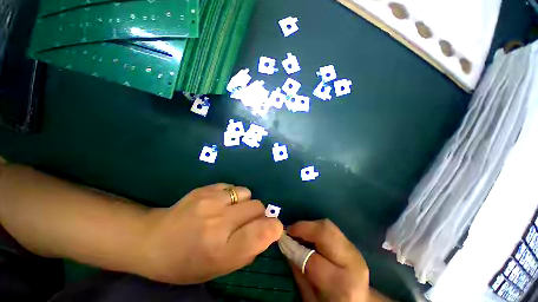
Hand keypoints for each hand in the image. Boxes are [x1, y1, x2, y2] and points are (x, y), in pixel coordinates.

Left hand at [140, 184, 282, 284]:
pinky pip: (232, 187)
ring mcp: (210, 201)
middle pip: (258, 206)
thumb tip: (267, 231)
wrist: (153, 240)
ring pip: (247, 193)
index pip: (263, 232)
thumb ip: (249, 250)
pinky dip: (232, 195)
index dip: (274, 228)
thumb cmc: (186, 263)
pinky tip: (219, 204)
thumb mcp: (220, 269)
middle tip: (246, 222)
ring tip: (231, 211)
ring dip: (245, 202)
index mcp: (222, 250)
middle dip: (259, 214)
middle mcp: (218, 222)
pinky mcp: (205, 188)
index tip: (272, 228)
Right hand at [288, 219, 386, 301]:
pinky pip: (331, 228)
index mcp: (341, 284)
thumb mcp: (310, 297)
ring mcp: (354, 250)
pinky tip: (310, 235)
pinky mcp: (352, 244)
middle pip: (325, 232)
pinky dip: (316, 227)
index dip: (294, 247)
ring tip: (299, 232)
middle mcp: (351, 262)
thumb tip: (285, 245)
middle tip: (290, 230)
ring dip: (309, 225)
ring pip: (328, 226)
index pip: (312, 259)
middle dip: (303, 228)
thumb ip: (298, 270)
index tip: (283, 239)